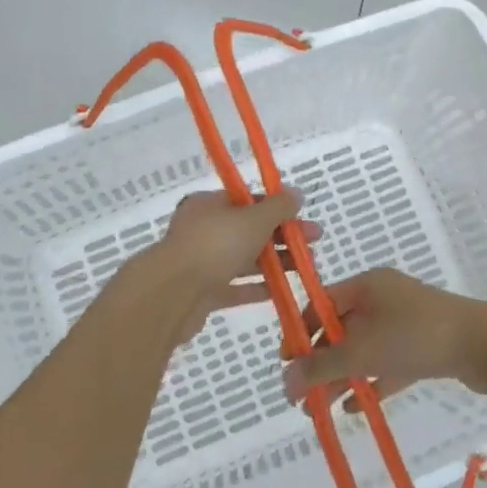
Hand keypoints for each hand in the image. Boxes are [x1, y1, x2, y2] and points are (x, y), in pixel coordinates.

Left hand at [128, 189, 314, 345]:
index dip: (277, 208)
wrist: (172, 294)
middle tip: (314, 243)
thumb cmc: (215, 245)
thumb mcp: (253, 219)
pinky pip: (234, 287)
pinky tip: (280, 291)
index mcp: (208, 205)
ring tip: (306, 268)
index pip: (247, 201)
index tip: (302, 217)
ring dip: (274, 262)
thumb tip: (297, 193)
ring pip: (243, 259)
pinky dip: (256, 288)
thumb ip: (278, 208)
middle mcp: (202, 230)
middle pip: (248, 230)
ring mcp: (200, 262)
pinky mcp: (201, 293)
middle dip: (281, 237)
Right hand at [280, 268, 486, 405]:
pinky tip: (357, 407)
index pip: (321, 304)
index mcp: (366, 285)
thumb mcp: (362, 351)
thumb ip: (321, 367)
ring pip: (364, 349)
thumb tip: (284, 381)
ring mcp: (406, 322)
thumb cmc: (417, 336)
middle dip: (321, 363)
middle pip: (341, 329)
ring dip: (343, 377)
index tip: (287, 364)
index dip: (301, 333)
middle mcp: (384, 298)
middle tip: (303, 397)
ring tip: (323, 410)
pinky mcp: (425, 345)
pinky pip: (388, 362)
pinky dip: (371, 382)